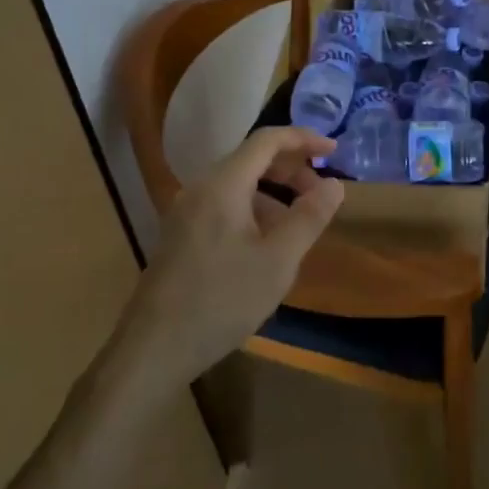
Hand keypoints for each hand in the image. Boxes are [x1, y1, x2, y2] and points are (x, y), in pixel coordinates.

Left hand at [117, 128, 344, 386]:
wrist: (153, 349)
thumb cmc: (221, 300)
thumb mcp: (278, 261)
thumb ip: (309, 217)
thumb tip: (334, 184)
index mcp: (223, 184)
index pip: (267, 140)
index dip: (304, 139)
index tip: (334, 153)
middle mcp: (200, 188)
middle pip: (251, 159)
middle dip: (291, 169)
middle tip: (320, 193)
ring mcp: (186, 211)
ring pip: (238, 184)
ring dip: (273, 192)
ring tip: (298, 224)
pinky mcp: (180, 235)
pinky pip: (223, 204)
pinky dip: (253, 210)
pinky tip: (265, 245)